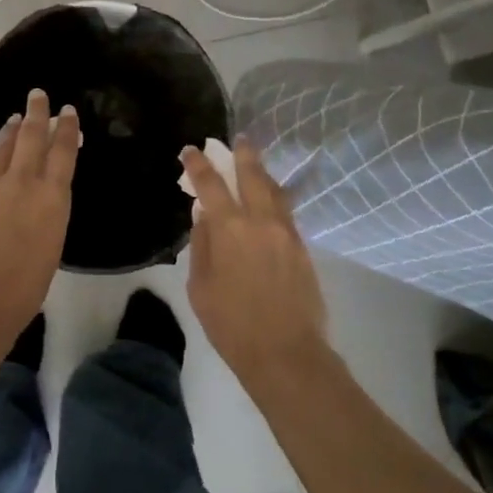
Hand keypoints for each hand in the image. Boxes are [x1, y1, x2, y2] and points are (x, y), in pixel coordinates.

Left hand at [0, 89, 79, 341]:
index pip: (63, 153)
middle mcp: (25, 183)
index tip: (68, 112)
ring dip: (14, 128)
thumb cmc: (24, 288)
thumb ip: (49, 214)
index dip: (66, 130)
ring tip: (18, 116)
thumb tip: (44, 199)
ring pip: (6, 146)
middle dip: (38, 114)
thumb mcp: (51, 246)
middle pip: (33, 137)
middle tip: (40, 95)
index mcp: (53, 199)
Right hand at [181, 136, 327, 384]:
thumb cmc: (231, 324)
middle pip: (252, 176)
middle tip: (237, 139)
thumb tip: (204, 217)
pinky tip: (270, 198)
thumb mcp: (201, 286)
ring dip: (262, 172)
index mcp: (230, 229)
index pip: (211, 185)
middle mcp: (260, 221)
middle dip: (242, 154)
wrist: (286, 353)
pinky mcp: (302, 247)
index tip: (190, 151)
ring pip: (274, 190)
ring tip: (255, 162)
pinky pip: (286, 211)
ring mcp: (286, 232)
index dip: (198, 164)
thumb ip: (202, 245)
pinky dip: (275, 197)